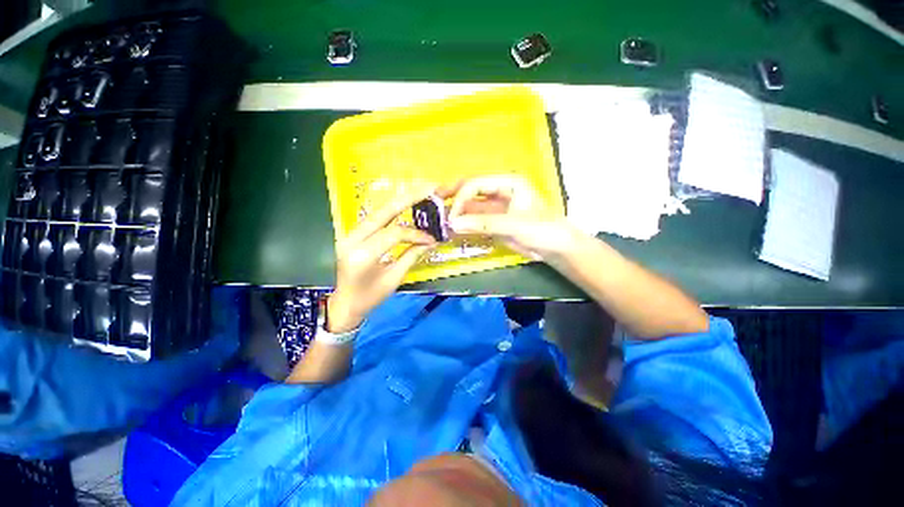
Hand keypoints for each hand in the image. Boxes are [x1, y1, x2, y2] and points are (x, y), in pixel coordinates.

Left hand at [327, 188, 436, 332]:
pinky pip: (373, 218)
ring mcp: (348, 234)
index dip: (416, 234)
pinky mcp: (351, 234)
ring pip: (377, 211)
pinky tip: (403, 204)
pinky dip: (390, 211)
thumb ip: (412, 256)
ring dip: (399, 201)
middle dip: (407, 198)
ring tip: (419, 191)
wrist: (344, 304)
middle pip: (382, 212)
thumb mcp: (394, 279)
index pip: (394, 233)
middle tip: (429, 188)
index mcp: (363, 255)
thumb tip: (431, 241)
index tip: (432, 238)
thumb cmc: (370, 298)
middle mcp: (352, 239)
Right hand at [446, 175, 578, 261]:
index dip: (461, 198)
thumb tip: (452, 223)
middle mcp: (499, 192)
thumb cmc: (542, 229)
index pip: (476, 184)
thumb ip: (483, 224)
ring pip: (471, 208)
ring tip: (440, 222)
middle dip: (453, 198)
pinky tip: (453, 230)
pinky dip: (464, 225)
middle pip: (470, 192)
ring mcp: (495, 208)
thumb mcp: (513, 225)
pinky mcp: (495, 223)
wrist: (557, 249)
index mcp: (507, 182)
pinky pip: (475, 221)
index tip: (451, 216)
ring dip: (457, 214)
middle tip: (433, 204)